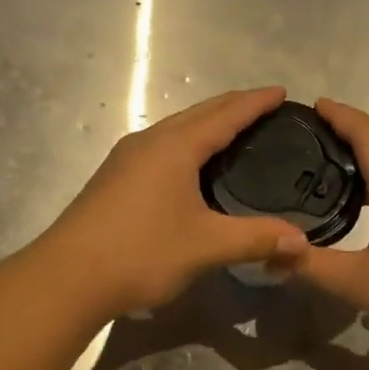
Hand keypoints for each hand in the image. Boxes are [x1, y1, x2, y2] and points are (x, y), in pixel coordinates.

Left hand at [39, 88, 309, 319]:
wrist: (67, 277)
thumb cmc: (141, 252)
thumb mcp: (206, 246)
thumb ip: (256, 239)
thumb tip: (301, 242)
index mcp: (175, 146)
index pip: (225, 114)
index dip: (255, 102)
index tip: (281, 92)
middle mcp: (148, 142)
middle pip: (198, 113)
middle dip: (232, 107)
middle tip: (264, 108)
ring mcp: (125, 159)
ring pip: (174, 130)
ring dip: (205, 125)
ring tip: (232, 134)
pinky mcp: (113, 179)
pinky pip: (159, 148)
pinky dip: (185, 145)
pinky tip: (190, 168)